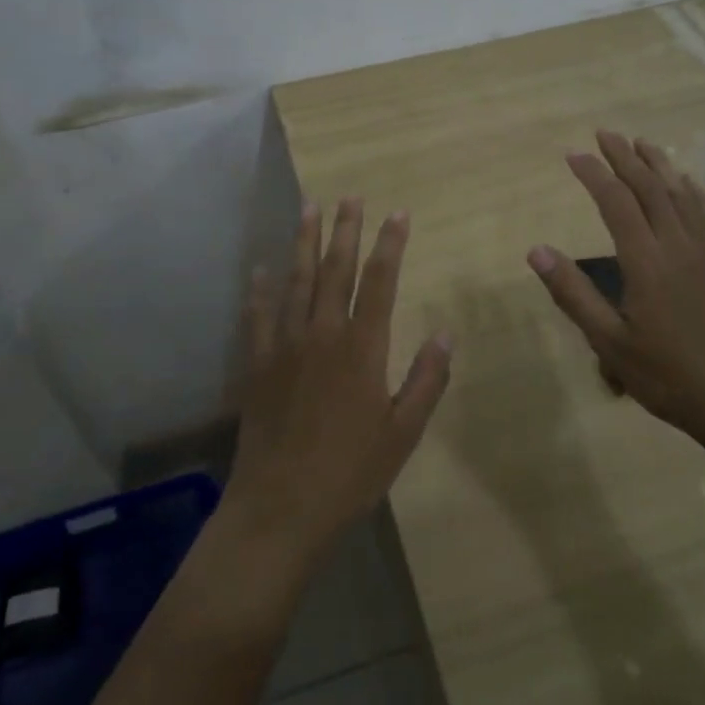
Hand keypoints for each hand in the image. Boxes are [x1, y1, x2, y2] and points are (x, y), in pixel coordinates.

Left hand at [227, 198, 452, 569]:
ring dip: (304, 241)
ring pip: (297, 280)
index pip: (380, 282)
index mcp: (362, 348)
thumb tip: (446, 334)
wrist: (281, 507)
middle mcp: (323, 334)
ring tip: (309, 207)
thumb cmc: (350, 473)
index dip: (390, 244)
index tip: (398, 214)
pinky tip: (261, 267)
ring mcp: (285, 345)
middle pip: (336, 270)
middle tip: (351, 196)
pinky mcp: (257, 363)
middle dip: (345, 229)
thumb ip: (426, 380)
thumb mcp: (403, 433)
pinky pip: (259, 314)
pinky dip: (261, 288)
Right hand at [527, 131, 704, 457]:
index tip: (573, 155)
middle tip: (604, 133)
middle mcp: (677, 245)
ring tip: (640, 142)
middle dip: (624, 157)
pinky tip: (685, 181)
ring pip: (679, 193)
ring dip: (658, 164)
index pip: (616, 203)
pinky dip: (690, 189)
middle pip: (649, 188)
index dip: (593, 174)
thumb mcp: (610, 343)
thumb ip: (573, 293)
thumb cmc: (669, 376)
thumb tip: (536, 250)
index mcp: (646, 262)